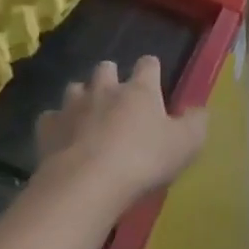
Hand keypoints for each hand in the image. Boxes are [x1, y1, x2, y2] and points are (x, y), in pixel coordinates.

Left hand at [36, 57, 206, 206]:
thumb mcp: (185, 145)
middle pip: (106, 67)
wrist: (87, 184)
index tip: (154, 79)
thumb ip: (196, 124)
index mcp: (140, 90)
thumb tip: (200, 110)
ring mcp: (73, 106)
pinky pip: (50, 118)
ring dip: (82, 98)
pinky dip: (56, 125)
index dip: (151, 69)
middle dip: (110, 76)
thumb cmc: (143, 160)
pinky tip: (62, 138)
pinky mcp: (48, 129)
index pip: (148, 64)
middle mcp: (105, 89)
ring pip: (75, 88)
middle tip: (117, 98)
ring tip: (88, 117)